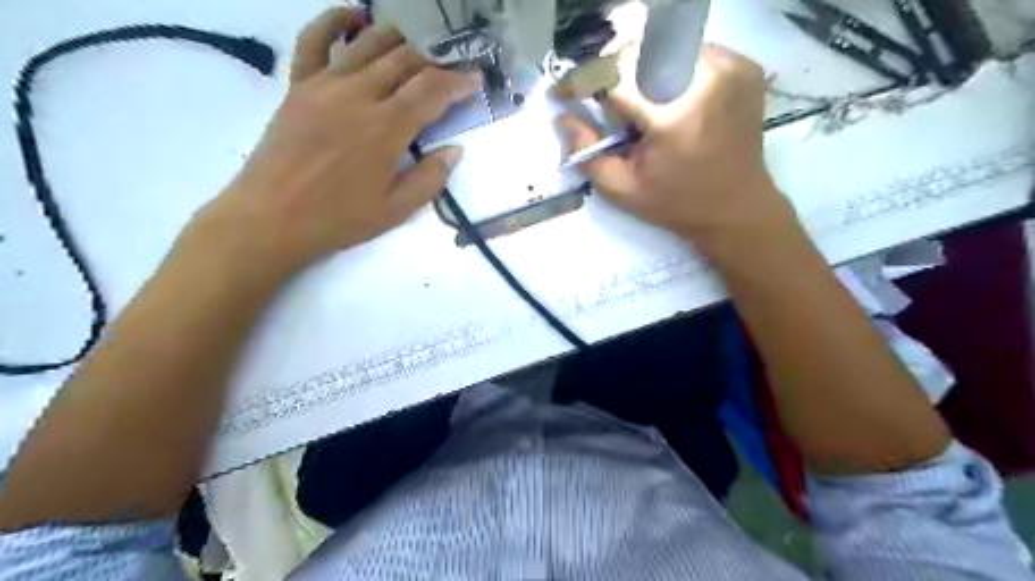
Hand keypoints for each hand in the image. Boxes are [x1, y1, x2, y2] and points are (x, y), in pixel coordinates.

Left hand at [191, 6, 480, 278]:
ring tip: (419, 42)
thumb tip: (455, 151)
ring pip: (368, 44)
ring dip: (399, 38)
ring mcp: (325, 85)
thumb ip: (430, 179)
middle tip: (452, 63)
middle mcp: (359, 95)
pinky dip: (335, 21)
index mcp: (386, 128)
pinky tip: (355, 16)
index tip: (475, 79)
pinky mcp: (299, 85)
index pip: (431, 89)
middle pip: (404, 60)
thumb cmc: (338, 219)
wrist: (271, 217)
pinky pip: (314, 40)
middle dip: (435, 58)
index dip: (458, 81)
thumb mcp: (395, 211)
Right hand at [562, 46, 794, 254]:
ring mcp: (731, 67)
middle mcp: (707, 77)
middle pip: (640, 54)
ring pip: (664, 48)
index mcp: (674, 113)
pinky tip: (669, 101)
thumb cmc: (676, 204)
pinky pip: (690, 53)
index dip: (584, 80)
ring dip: (642, 73)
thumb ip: (585, 151)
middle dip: (613, 77)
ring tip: (642, 109)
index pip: (616, 74)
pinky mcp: (743, 66)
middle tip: (606, 107)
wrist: (736, 207)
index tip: (564, 93)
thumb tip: (562, 116)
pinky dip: (670, 71)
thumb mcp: (621, 188)